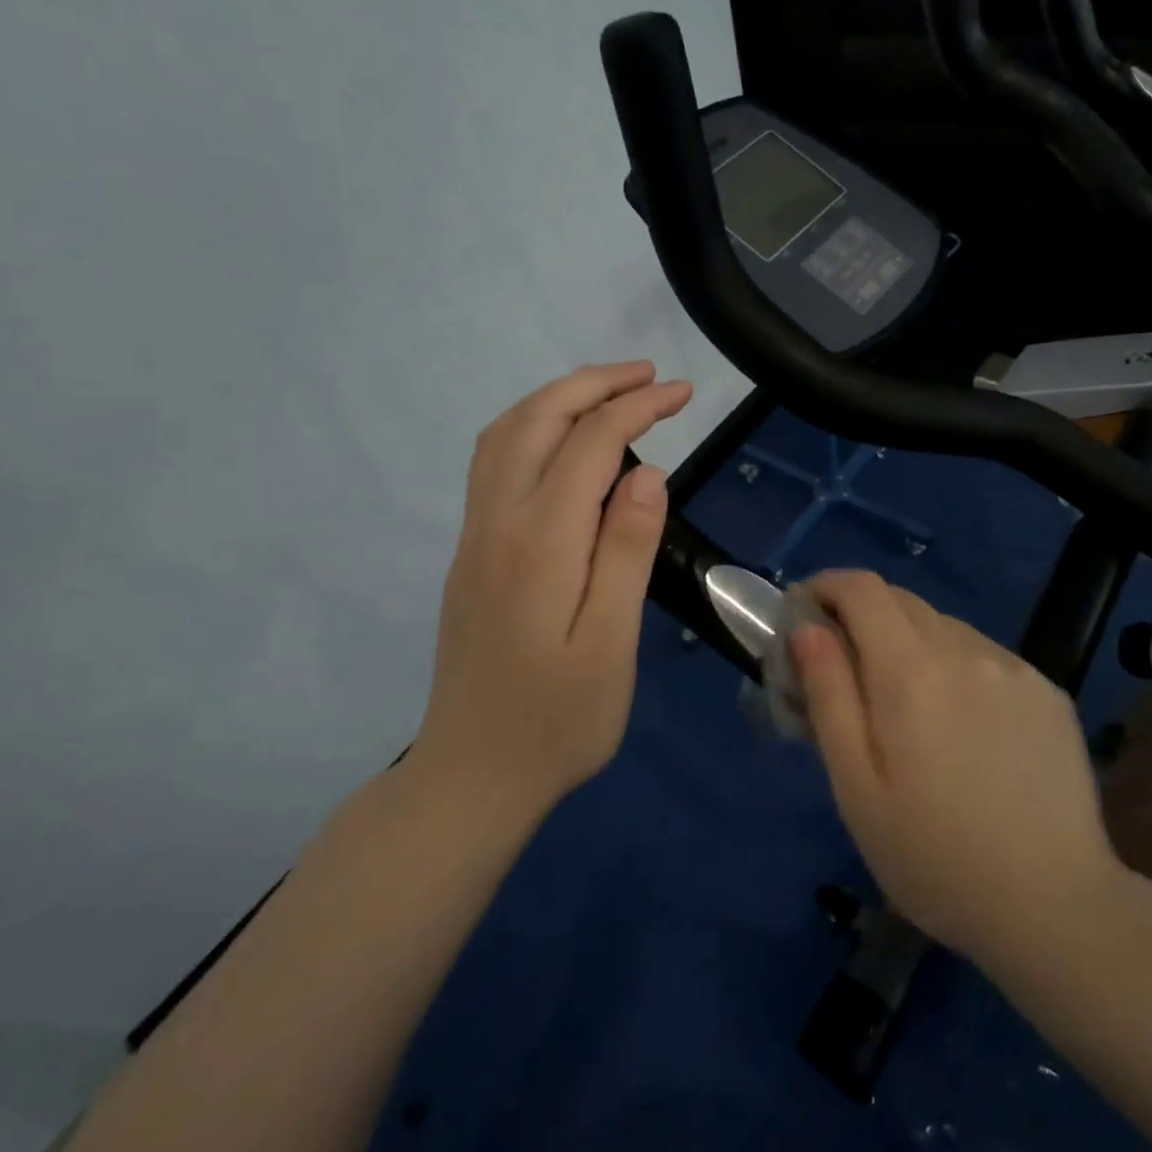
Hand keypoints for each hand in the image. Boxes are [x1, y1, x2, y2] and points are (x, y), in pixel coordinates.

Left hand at [418, 361, 692, 819]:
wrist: (472, 777)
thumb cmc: (558, 720)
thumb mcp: (611, 644)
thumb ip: (627, 552)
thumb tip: (648, 473)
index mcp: (540, 542)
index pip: (591, 443)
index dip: (638, 407)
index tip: (682, 393)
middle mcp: (497, 523)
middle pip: (537, 420)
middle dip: (594, 384)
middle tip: (648, 375)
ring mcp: (475, 537)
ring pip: (505, 435)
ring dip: (557, 399)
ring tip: (608, 392)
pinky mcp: (470, 554)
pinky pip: (493, 463)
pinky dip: (530, 427)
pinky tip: (559, 442)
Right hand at [791, 571, 1122, 968]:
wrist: (1057, 908)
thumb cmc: (936, 859)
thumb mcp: (857, 789)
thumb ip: (829, 696)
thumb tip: (806, 629)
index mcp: (912, 671)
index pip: (862, 588)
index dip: (826, 586)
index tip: (803, 614)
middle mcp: (965, 649)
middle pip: (900, 600)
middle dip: (860, 616)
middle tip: (844, 670)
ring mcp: (1013, 666)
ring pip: (942, 626)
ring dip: (908, 643)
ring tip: (905, 706)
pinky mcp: (1046, 688)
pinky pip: (983, 654)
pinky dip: (954, 665)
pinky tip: (962, 725)